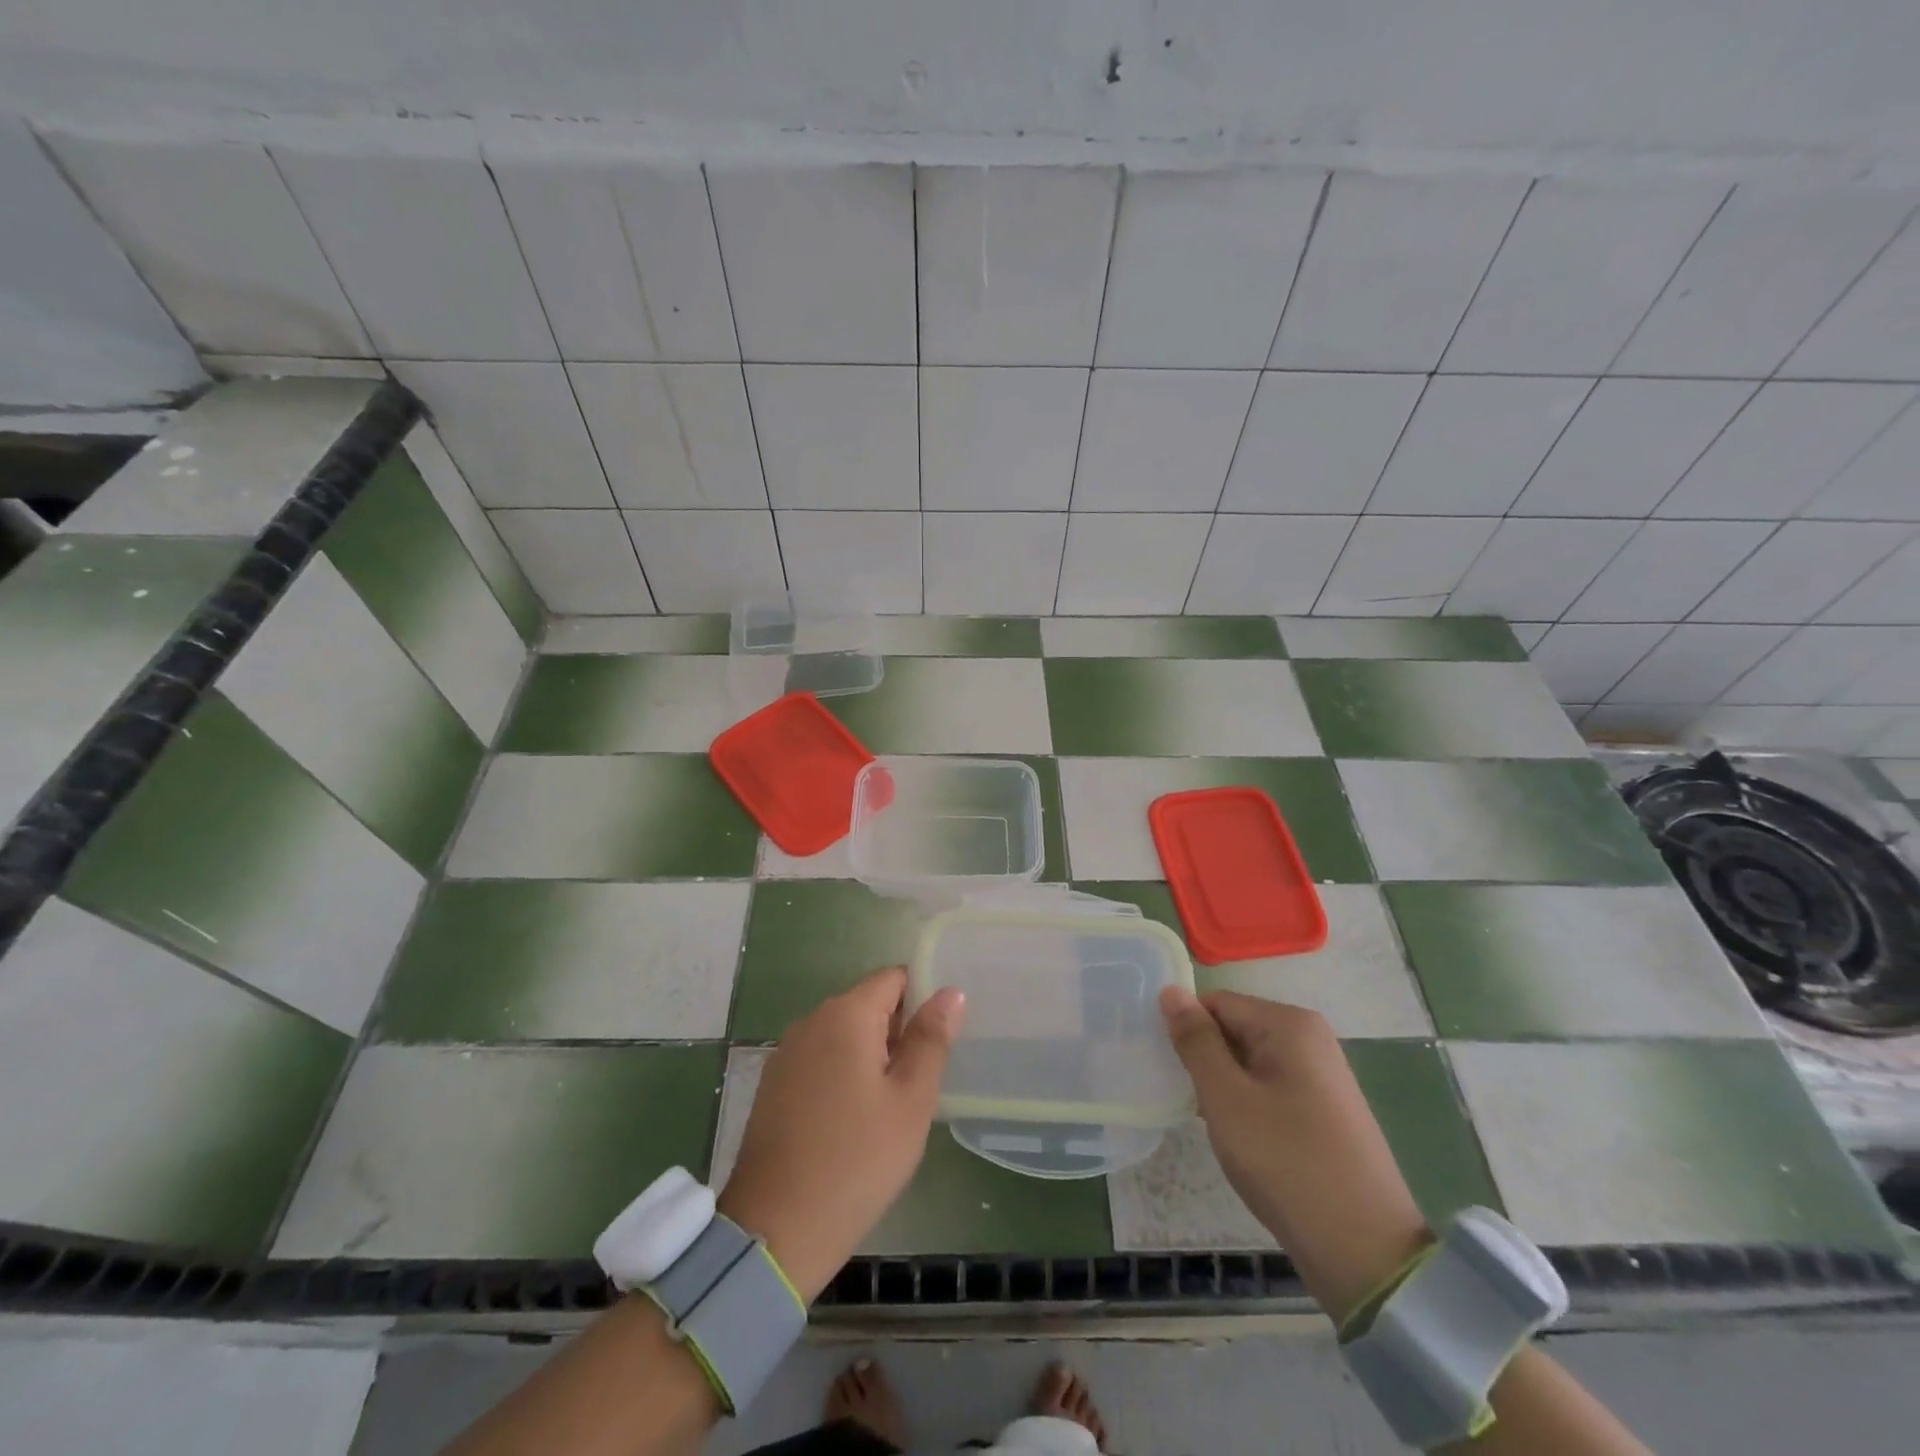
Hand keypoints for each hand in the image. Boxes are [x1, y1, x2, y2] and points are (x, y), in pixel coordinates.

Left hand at [718, 968, 964, 1301]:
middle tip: (920, 1083)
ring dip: (871, 1056)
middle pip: (868, 1004)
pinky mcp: (774, 1084)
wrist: (775, 1230)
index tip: (938, 1040)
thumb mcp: (911, 1101)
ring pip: (844, 1035)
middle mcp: (811, 1020)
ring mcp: (787, 1053)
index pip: (894, 978)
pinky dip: (843, 1075)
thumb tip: (950, 991)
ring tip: (891, 1106)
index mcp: (846, 1014)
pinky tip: (854, 1120)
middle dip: (898, 1032)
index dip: (922, 999)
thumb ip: (931, 1040)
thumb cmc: (857, 1161)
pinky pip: (821, 1060)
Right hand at [1159, 986, 1430, 1324]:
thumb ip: (1195, 1041)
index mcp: (1289, 1024)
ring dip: (1225, 1087)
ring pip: (1250, 1062)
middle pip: (1235, 1029)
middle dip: (1207, 1061)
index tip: (1171, 1071)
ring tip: (1213, 1124)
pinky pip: (1270, 1087)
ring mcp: (1322, 1075)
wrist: (1364, 1253)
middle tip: (1189, 1102)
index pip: (1216, 1004)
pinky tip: (1242, 1141)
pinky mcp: (1326, 1109)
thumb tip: (1170, 991)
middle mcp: (1310, 1038)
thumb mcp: (1226, 1097)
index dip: (1188, 1033)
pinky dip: (1248, 1105)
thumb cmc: (1286, 1163)